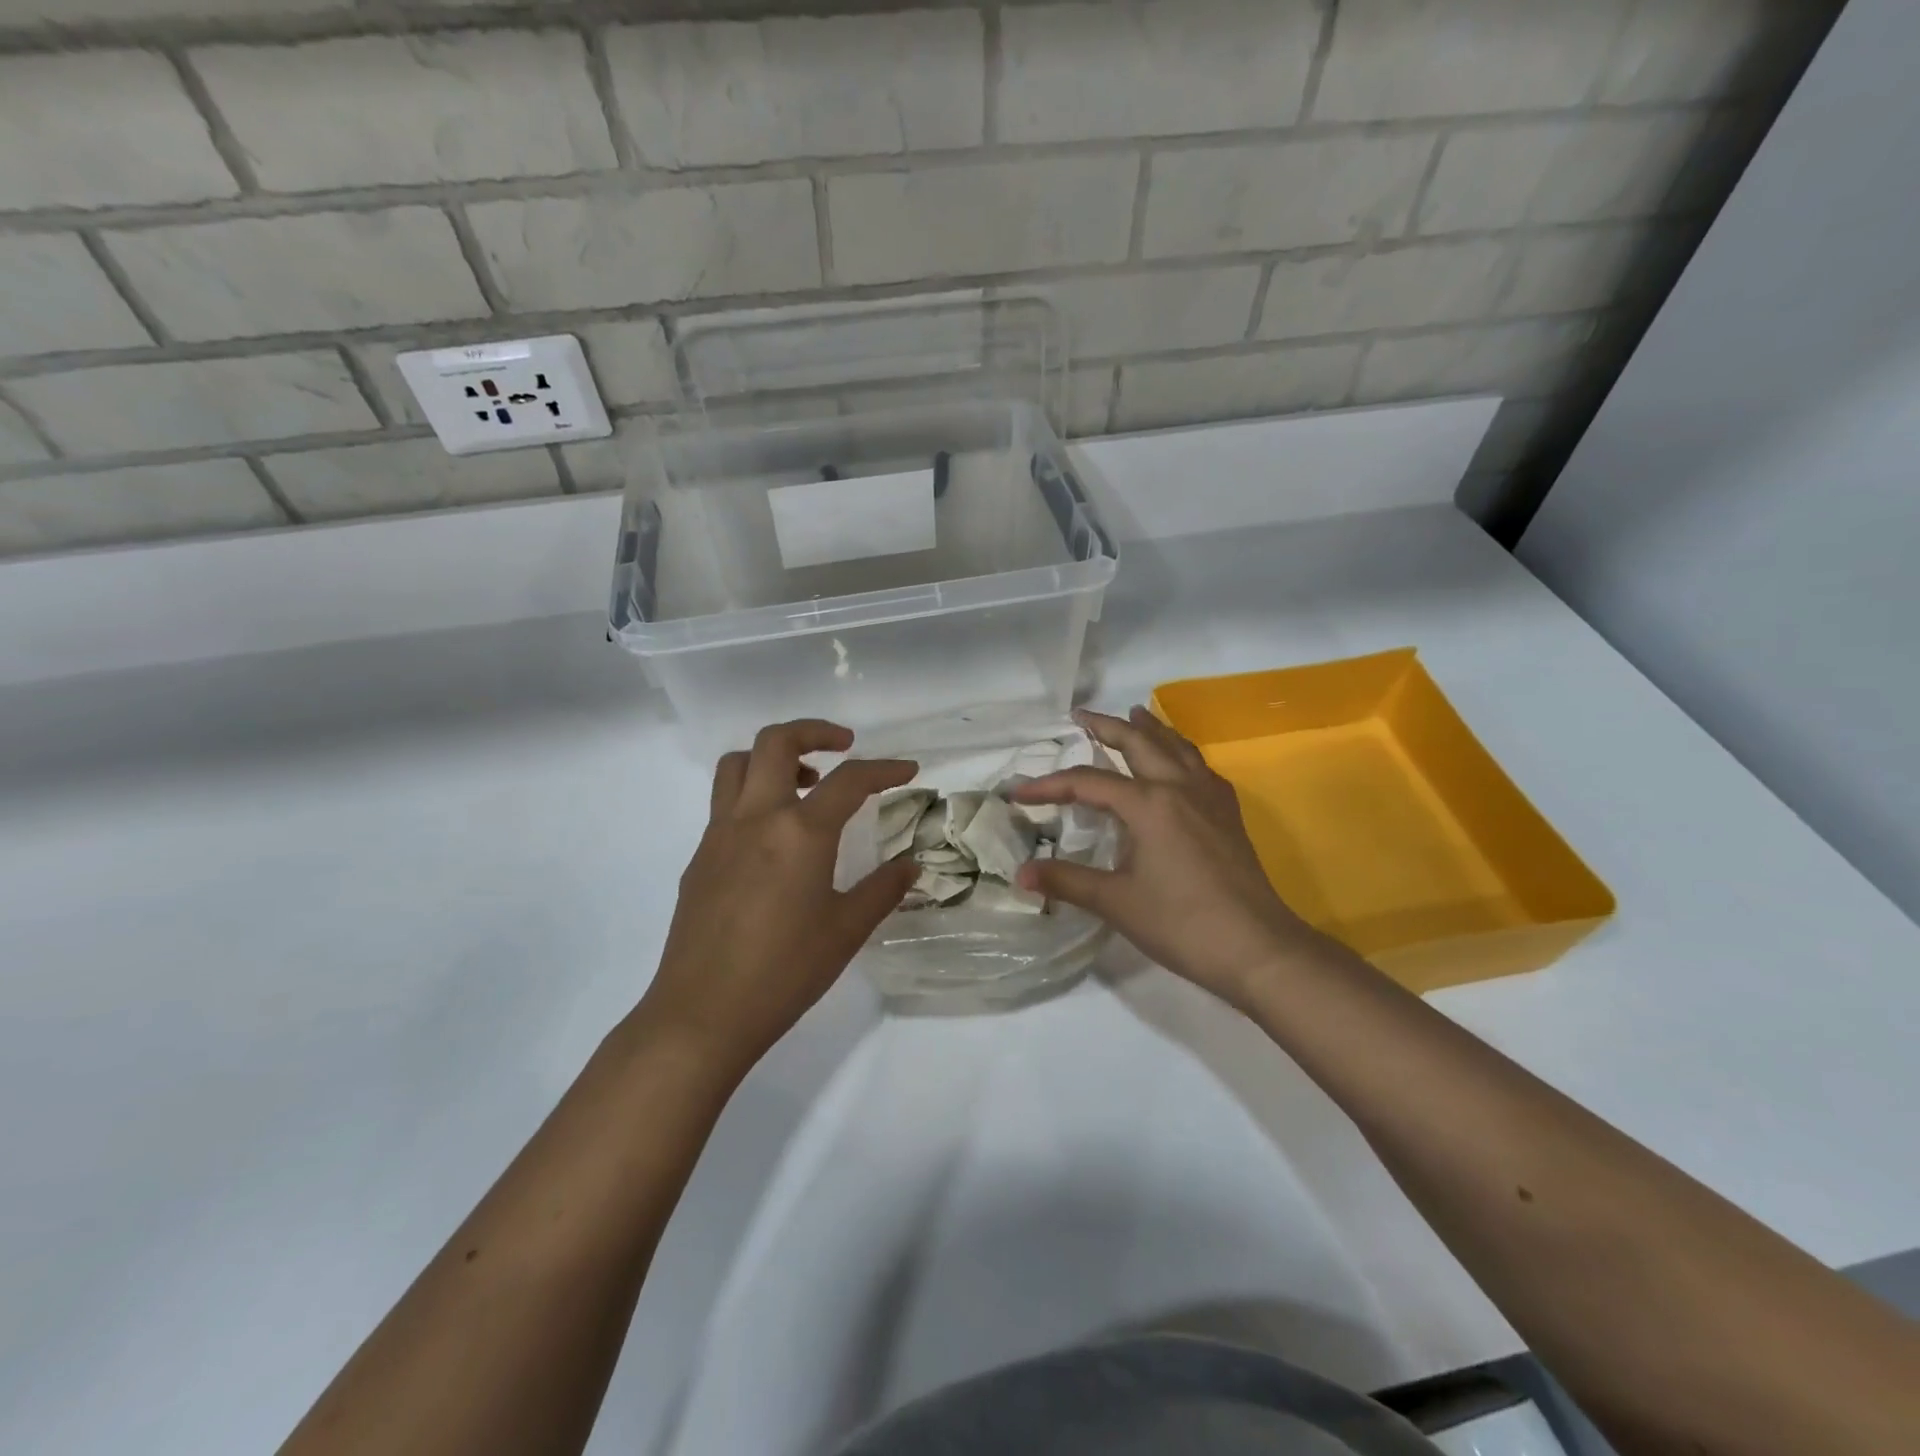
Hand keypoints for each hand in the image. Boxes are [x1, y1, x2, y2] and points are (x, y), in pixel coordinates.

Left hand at [638, 720, 917, 1076]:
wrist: (702, 1013)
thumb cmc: (784, 972)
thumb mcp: (846, 930)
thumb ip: (882, 889)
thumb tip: (910, 864)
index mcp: (799, 832)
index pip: (849, 780)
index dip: (885, 769)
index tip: (908, 771)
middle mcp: (756, 818)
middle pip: (776, 742)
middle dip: (814, 731)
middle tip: (844, 746)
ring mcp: (719, 834)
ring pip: (738, 764)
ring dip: (773, 757)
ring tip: (804, 784)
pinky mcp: (699, 857)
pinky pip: (725, 802)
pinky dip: (753, 794)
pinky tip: (773, 839)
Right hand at [1013, 707, 1337, 1010]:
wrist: (1257, 948)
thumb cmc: (1181, 924)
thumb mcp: (1116, 902)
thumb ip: (1067, 881)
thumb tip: (1021, 874)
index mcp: (1148, 804)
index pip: (1088, 782)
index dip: (1050, 785)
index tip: (1018, 791)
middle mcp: (1179, 788)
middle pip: (1139, 743)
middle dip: (1107, 726)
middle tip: (1081, 715)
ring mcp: (1210, 798)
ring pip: (1177, 747)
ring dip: (1151, 729)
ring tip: (1135, 714)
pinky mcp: (1229, 814)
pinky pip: (1201, 767)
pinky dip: (1182, 753)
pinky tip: (1180, 762)